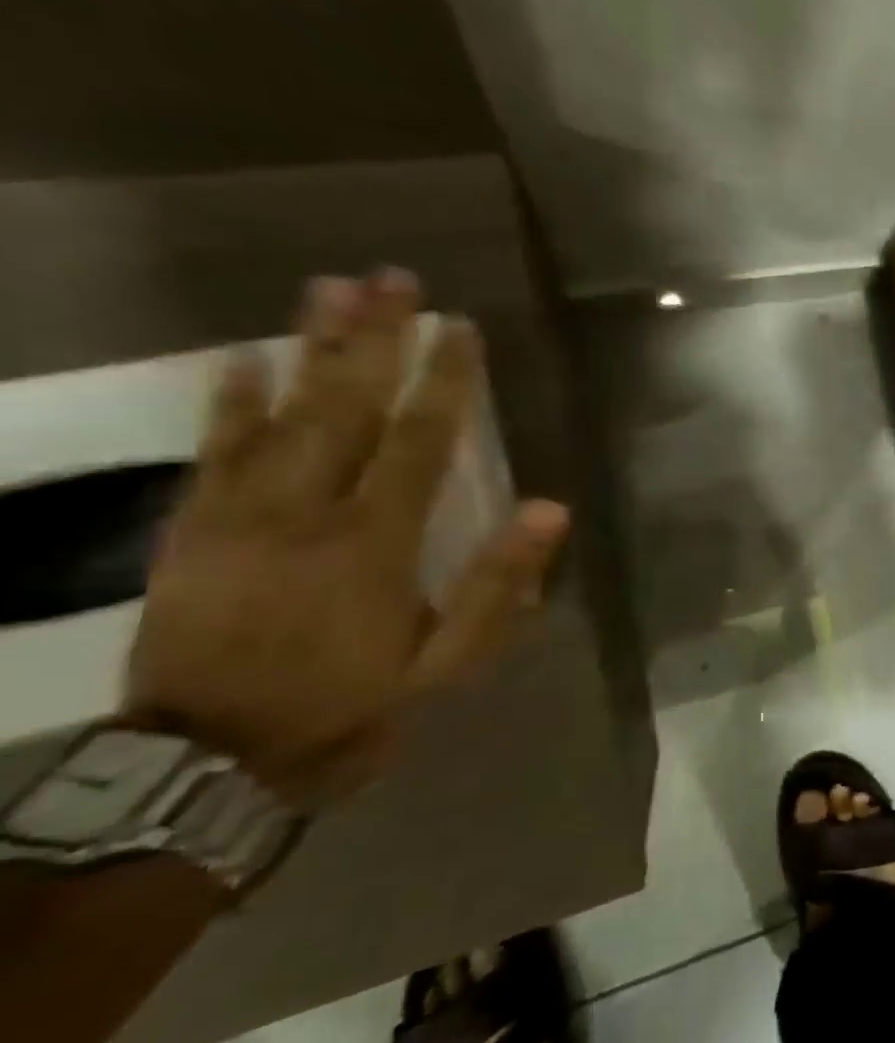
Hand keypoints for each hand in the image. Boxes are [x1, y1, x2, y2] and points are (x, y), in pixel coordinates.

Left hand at [124, 271, 570, 808]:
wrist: (213, 761)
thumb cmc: (353, 702)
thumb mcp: (449, 661)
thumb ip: (499, 584)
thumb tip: (552, 508)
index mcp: (376, 541)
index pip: (420, 440)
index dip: (445, 381)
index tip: (460, 328)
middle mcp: (308, 511)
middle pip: (347, 408)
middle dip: (375, 339)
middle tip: (393, 280)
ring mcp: (242, 515)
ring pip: (281, 414)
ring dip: (309, 348)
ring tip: (331, 289)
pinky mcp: (194, 529)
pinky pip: (213, 452)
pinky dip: (229, 402)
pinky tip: (245, 358)